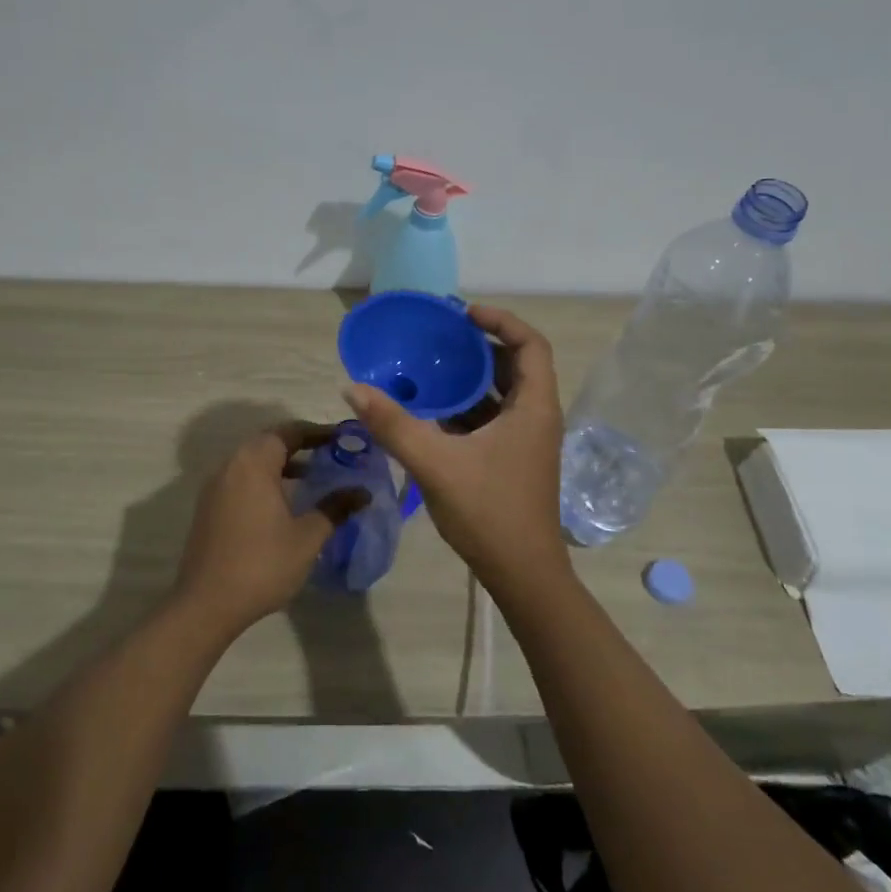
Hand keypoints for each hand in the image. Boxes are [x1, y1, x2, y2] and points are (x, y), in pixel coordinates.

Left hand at [175, 421, 368, 636]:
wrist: (206, 604)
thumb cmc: (262, 564)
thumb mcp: (307, 537)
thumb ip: (335, 508)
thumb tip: (363, 492)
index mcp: (254, 462)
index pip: (289, 431)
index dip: (318, 432)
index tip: (343, 439)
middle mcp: (231, 465)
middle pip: (269, 442)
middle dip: (301, 446)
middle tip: (331, 455)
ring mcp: (216, 486)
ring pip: (254, 461)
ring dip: (282, 464)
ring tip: (312, 478)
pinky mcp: (209, 506)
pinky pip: (242, 479)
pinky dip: (265, 479)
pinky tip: (284, 503)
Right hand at [342, 305, 568, 592]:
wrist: (523, 576)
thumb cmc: (489, 513)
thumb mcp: (435, 464)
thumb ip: (394, 424)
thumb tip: (353, 387)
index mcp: (534, 408)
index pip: (531, 345)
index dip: (501, 321)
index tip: (464, 314)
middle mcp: (537, 417)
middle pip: (517, 365)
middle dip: (480, 347)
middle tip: (440, 337)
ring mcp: (527, 441)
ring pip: (503, 393)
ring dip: (471, 378)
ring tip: (431, 366)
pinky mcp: (514, 459)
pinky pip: (493, 417)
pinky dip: (467, 406)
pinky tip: (433, 411)